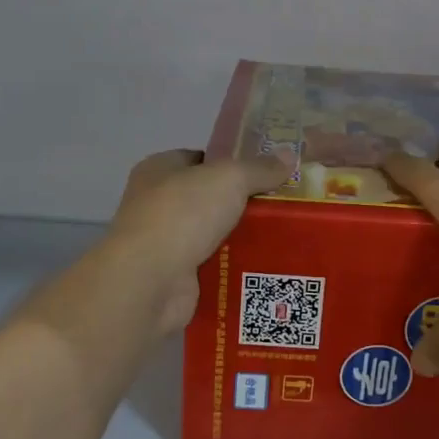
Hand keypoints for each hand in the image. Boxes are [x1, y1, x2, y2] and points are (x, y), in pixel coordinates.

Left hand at [104, 148, 292, 335]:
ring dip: (241, 236)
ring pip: (213, 233)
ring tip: (284, 236)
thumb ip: (259, 168)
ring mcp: (164, 242)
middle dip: (243, 202)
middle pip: (209, 197)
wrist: (150, 281)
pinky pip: (214, 265)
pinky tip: (266, 265)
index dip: (232, 162)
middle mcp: (156, 203)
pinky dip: (234, 266)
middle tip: (283, 204)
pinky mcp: (175, 276)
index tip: (267, 171)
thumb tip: (289, 156)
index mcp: (159, 169)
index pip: (200, 158)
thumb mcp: (229, 179)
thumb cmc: (183, 215)